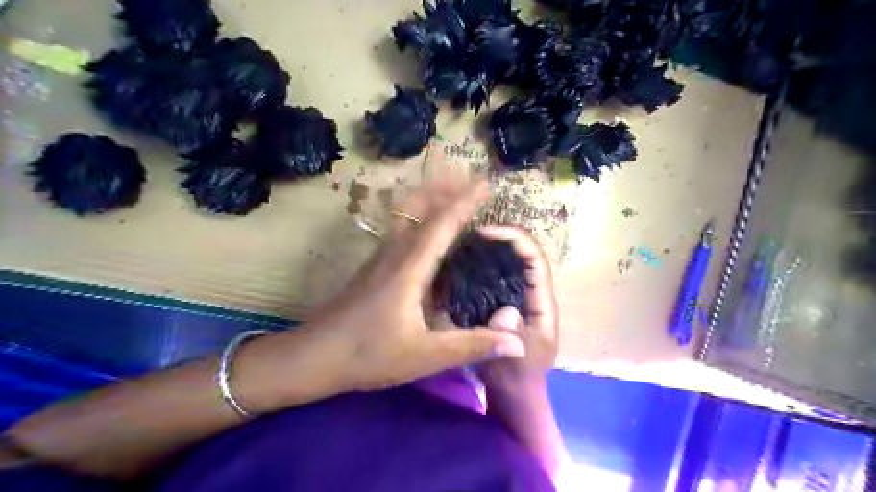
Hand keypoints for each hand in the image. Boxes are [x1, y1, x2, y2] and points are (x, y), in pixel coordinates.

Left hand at [302, 179, 522, 393]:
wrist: (313, 357)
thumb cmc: (368, 355)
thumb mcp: (425, 355)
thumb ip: (471, 346)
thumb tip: (518, 342)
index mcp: (410, 268)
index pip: (442, 225)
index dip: (465, 202)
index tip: (485, 182)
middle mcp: (395, 254)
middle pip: (420, 208)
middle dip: (444, 187)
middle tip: (467, 174)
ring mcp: (381, 258)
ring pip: (407, 216)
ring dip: (429, 198)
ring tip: (449, 189)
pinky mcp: (374, 268)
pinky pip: (400, 230)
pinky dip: (418, 217)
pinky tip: (425, 229)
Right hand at [473, 225, 560, 392]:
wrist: (512, 395)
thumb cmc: (518, 379)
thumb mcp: (518, 362)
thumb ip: (514, 338)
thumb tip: (505, 310)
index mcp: (541, 302)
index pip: (534, 259)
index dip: (515, 240)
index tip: (486, 233)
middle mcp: (529, 293)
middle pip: (521, 254)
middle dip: (500, 238)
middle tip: (468, 234)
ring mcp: (513, 297)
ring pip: (505, 263)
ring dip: (488, 250)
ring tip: (461, 243)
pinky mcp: (498, 304)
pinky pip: (490, 277)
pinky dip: (477, 266)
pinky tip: (457, 264)